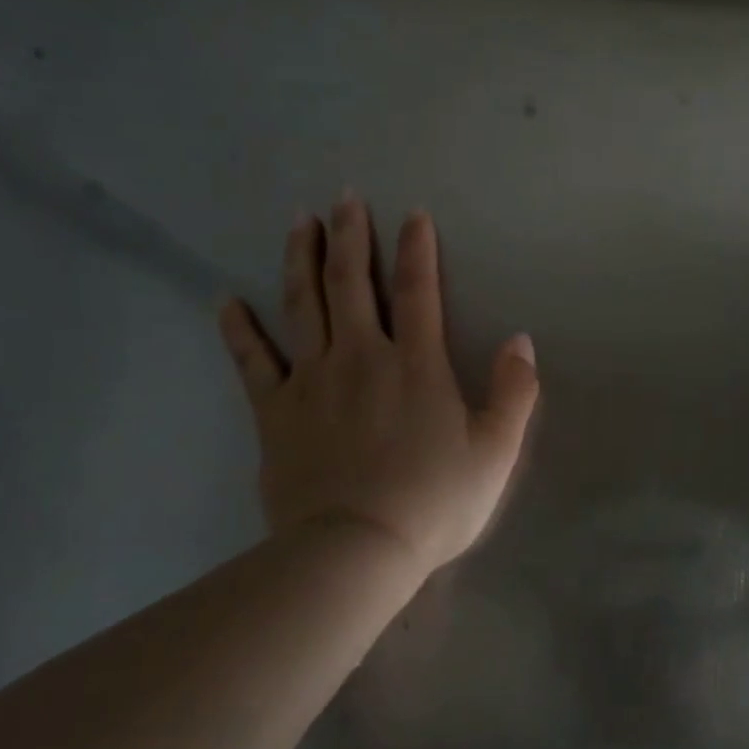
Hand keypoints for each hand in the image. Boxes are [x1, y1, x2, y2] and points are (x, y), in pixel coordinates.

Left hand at [216, 198, 539, 575]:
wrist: (355, 550)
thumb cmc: (434, 502)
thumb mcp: (496, 451)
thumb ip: (514, 392)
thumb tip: (521, 341)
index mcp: (416, 365)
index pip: (417, 291)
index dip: (417, 249)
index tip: (413, 214)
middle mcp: (361, 358)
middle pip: (351, 284)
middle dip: (350, 236)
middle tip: (343, 198)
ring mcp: (311, 381)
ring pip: (302, 305)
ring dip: (301, 259)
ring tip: (299, 222)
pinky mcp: (275, 412)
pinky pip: (253, 360)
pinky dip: (239, 328)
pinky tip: (227, 300)